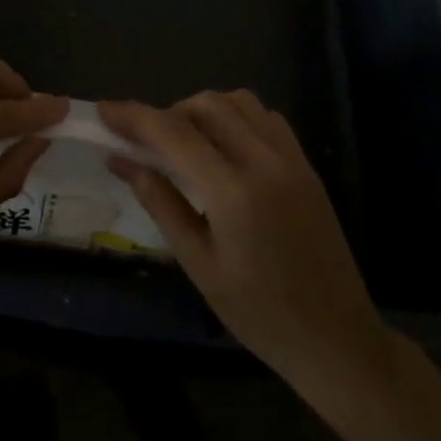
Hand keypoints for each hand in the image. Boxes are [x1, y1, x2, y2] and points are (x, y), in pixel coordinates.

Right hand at [101, 92, 394, 397]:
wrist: (337, 339)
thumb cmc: (259, 314)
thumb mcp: (199, 264)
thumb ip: (160, 202)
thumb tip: (120, 159)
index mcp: (234, 194)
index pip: (173, 134)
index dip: (133, 116)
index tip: (103, 110)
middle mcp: (265, 162)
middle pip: (205, 105)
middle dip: (167, 113)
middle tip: (145, 142)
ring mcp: (291, 159)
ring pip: (237, 101)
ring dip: (202, 109)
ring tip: (183, 142)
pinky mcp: (306, 165)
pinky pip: (265, 117)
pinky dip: (236, 116)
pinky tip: (223, 146)